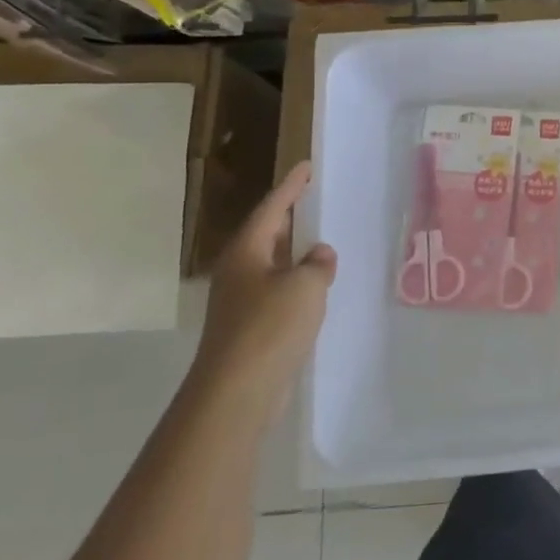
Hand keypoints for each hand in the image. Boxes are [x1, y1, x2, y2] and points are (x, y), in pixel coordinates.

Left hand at [192, 161, 335, 419]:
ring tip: (322, 242)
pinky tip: (316, 290)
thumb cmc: (269, 328)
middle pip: (267, 235)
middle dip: (290, 219)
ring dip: (295, 254)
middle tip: (315, 201)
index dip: (291, 187)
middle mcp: (238, 271)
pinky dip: (297, 285)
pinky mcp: (249, 329)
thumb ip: (318, 264)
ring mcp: (240, 302)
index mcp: (246, 252)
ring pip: (272, 266)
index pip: (272, 208)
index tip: (307, 167)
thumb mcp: (305, 286)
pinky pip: (277, 293)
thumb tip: (319, 256)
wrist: (237, 392)